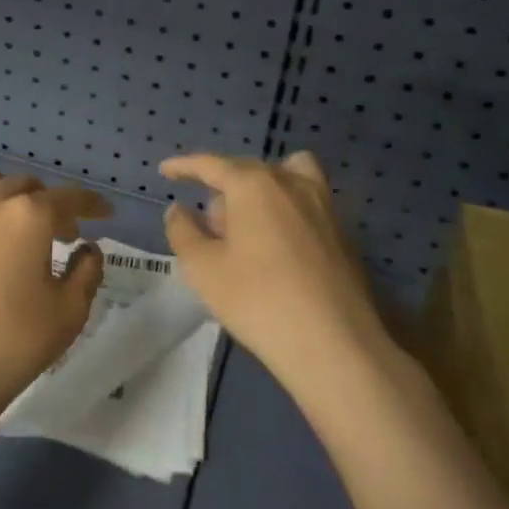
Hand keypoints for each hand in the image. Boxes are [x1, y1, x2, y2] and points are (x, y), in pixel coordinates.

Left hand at [0, 159, 110, 436]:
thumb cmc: (13, 346)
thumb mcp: (69, 314)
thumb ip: (87, 272)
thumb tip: (87, 248)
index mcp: (28, 217)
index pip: (69, 197)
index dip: (92, 204)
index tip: (105, 213)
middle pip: (25, 186)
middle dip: (49, 204)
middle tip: (61, 234)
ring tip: (8, 213)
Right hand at [161, 151, 383, 395]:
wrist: (335, 344)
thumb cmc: (258, 300)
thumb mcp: (203, 269)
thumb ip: (183, 231)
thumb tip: (179, 210)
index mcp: (253, 184)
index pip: (211, 164)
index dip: (184, 166)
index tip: (165, 170)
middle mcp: (291, 183)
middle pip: (248, 171)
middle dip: (222, 189)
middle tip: (207, 226)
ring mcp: (323, 205)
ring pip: (286, 177)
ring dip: (261, 190)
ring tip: (249, 227)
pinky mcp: (343, 232)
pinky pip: (306, 204)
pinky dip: (285, 211)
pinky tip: (278, 251)